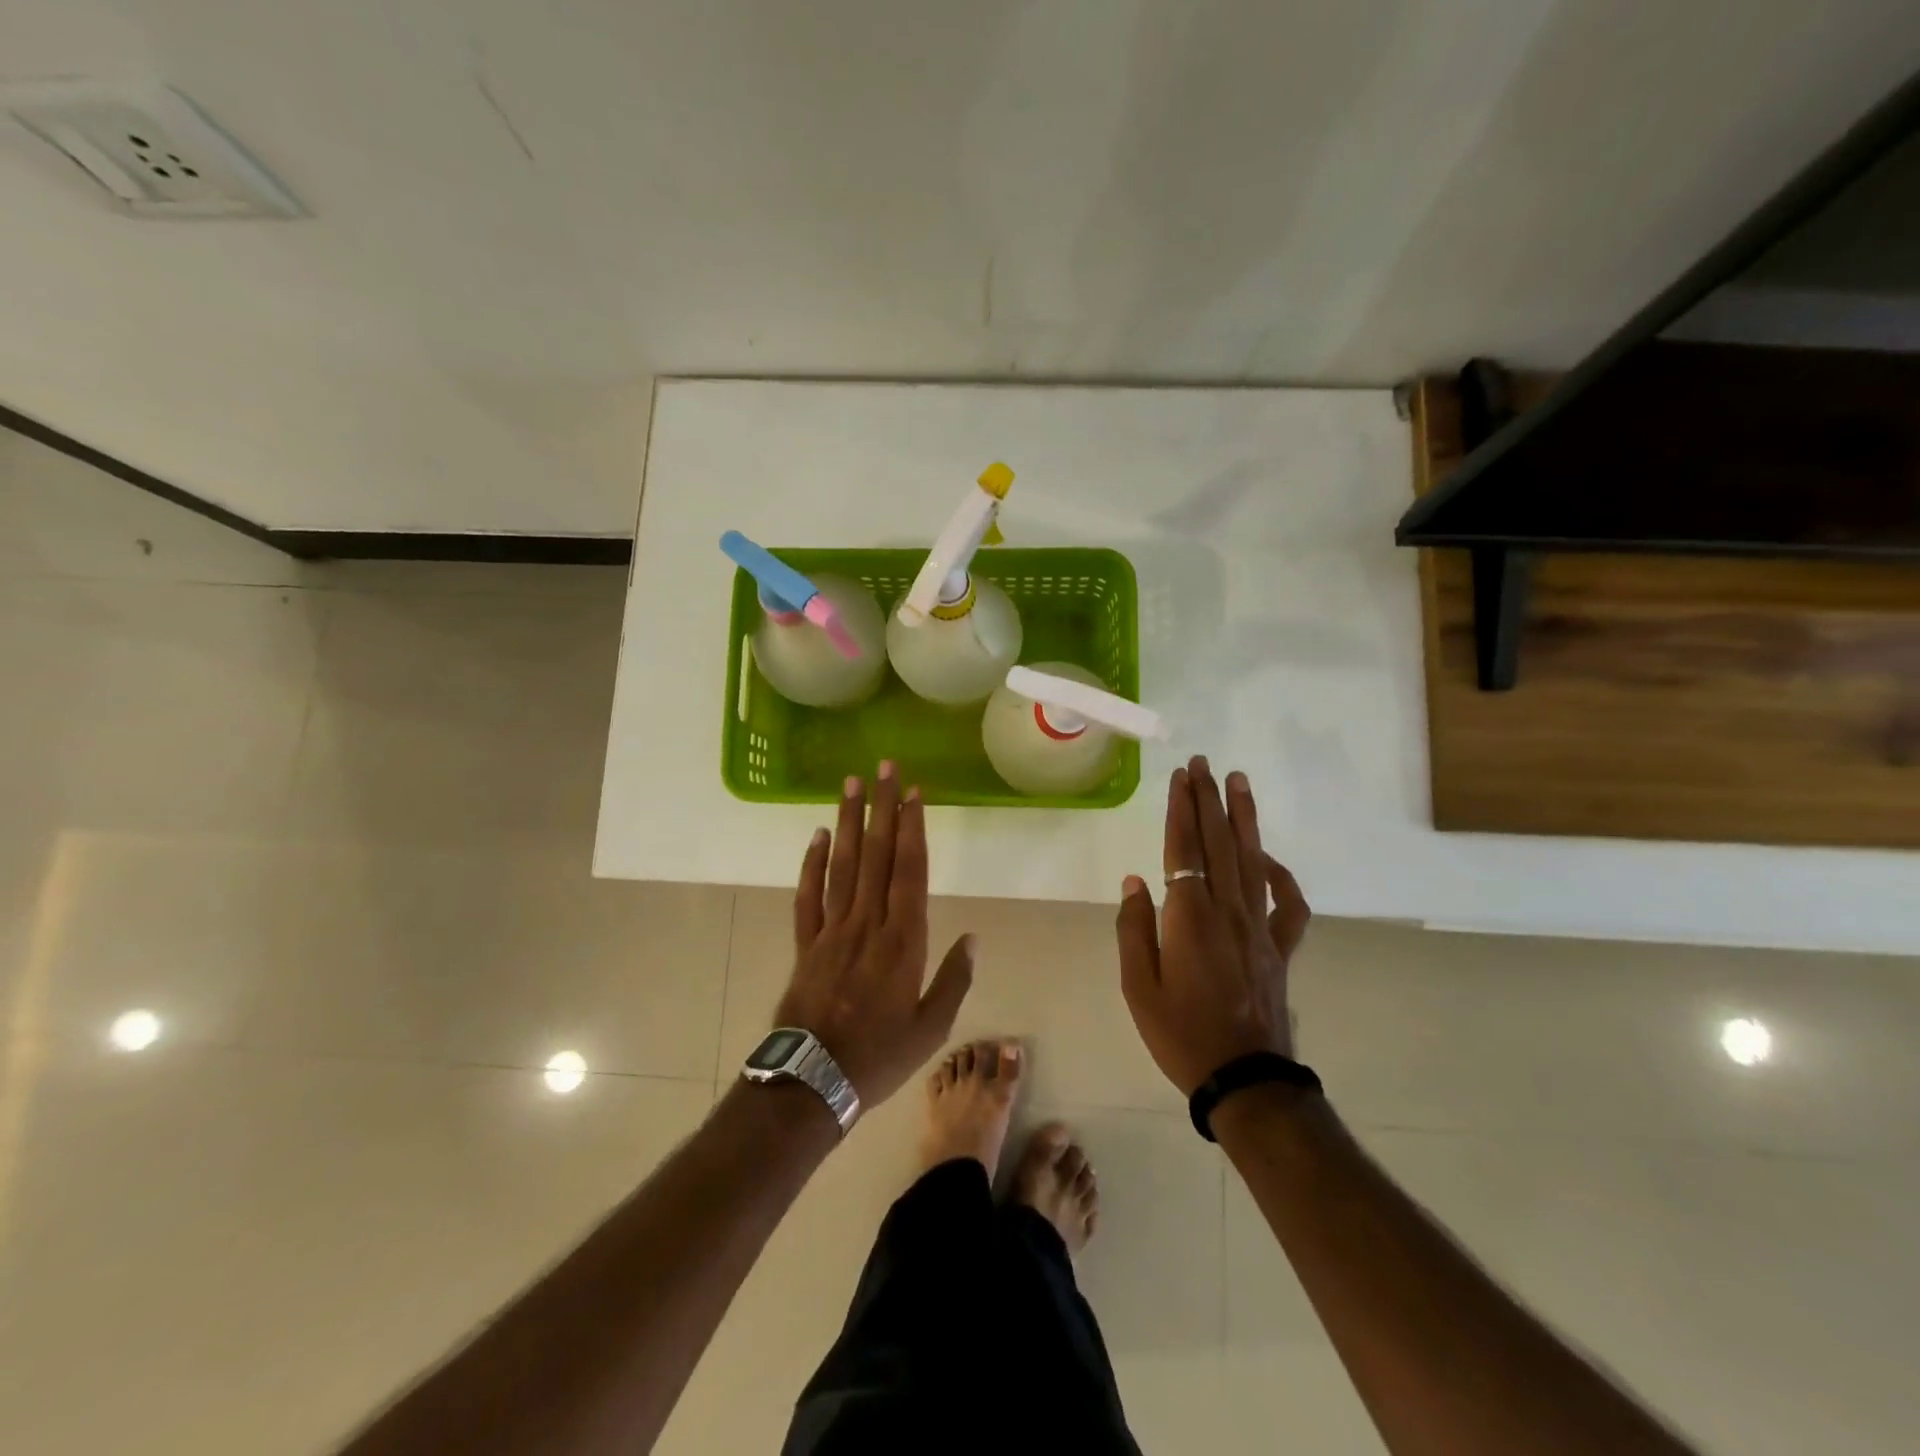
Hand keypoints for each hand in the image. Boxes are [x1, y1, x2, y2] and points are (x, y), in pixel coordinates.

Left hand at [775, 763, 973, 1109]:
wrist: (813, 1082)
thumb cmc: (880, 1056)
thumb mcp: (931, 1028)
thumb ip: (954, 980)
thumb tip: (974, 938)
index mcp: (904, 941)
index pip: (909, 871)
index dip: (912, 829)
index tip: (914, 793)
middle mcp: (868, 924)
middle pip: (876, 855)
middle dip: (882, 808)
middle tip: (884, 768)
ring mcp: (832, 930)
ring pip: (842, 865)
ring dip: (848, 822)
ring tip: (851, 784)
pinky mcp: (805, 942)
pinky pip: (808, 895)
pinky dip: (812, 863)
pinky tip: (818, 835)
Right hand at [1115, 756, 1310, 1095]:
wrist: (1245, 1080)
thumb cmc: (1181, 1034)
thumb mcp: (1138, 987)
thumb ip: (1134, 929)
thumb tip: (1135, 881)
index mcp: (1190, 918)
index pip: (1184, 849)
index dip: (1181, 810)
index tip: (1180, 777)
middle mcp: (1228, 911)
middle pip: (1219, 843)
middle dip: (1209, 799)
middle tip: (1204, 763)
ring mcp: (1260, 928)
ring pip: (1252, 861)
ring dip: (1244, 819)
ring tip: (1239, 783)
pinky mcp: (1280, 948)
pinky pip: (1288, 905)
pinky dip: (1282, 876)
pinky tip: (1269, 859)